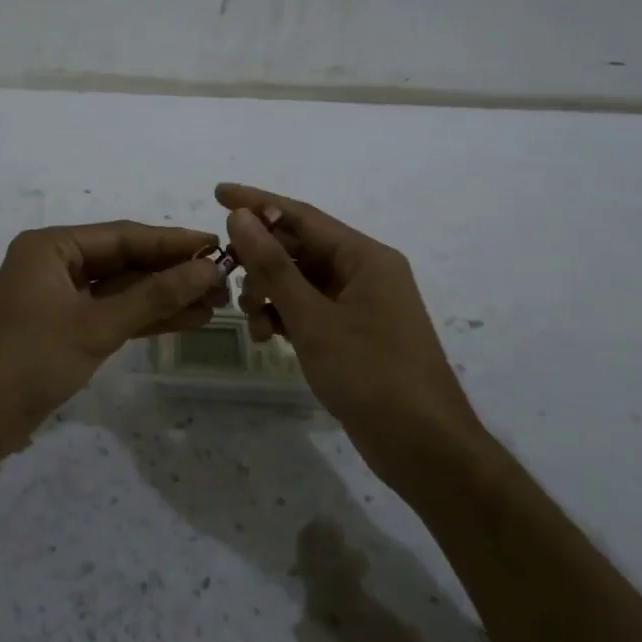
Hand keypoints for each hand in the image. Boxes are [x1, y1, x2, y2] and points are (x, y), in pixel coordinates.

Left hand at [0, 221, 223, 462]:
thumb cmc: (29, 360)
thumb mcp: (96, 326)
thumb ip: (153, 296)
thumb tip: (207, 269)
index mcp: (52, 247)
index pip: (124, 236)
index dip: (173, 242)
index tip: (217, 245)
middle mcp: (56, 264)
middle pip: (125, 260)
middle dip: (172, 272)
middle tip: (224, 280)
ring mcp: (59, 297)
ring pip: (122, 290)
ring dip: (164, 296)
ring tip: (216, 303)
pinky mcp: (64, 328)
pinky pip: (111, 313)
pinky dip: (144, 318)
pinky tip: (185, 320)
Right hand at [216, 184, 482, 475]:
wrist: (423, 447)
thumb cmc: (370, 373)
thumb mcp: (312, 318)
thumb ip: (273, 266)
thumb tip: (240, 216)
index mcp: (365, 257)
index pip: (302, 216)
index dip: (257, 203)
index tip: (217, 193)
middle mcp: (365, 272)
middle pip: (300, 248)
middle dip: (261, 260)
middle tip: (226, 274)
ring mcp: (361, 305)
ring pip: (302, 282)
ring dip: (270, 293)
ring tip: (252, 318)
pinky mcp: (355, 334)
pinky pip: (311, 310)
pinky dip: (286, 317)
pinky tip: (268, 336)